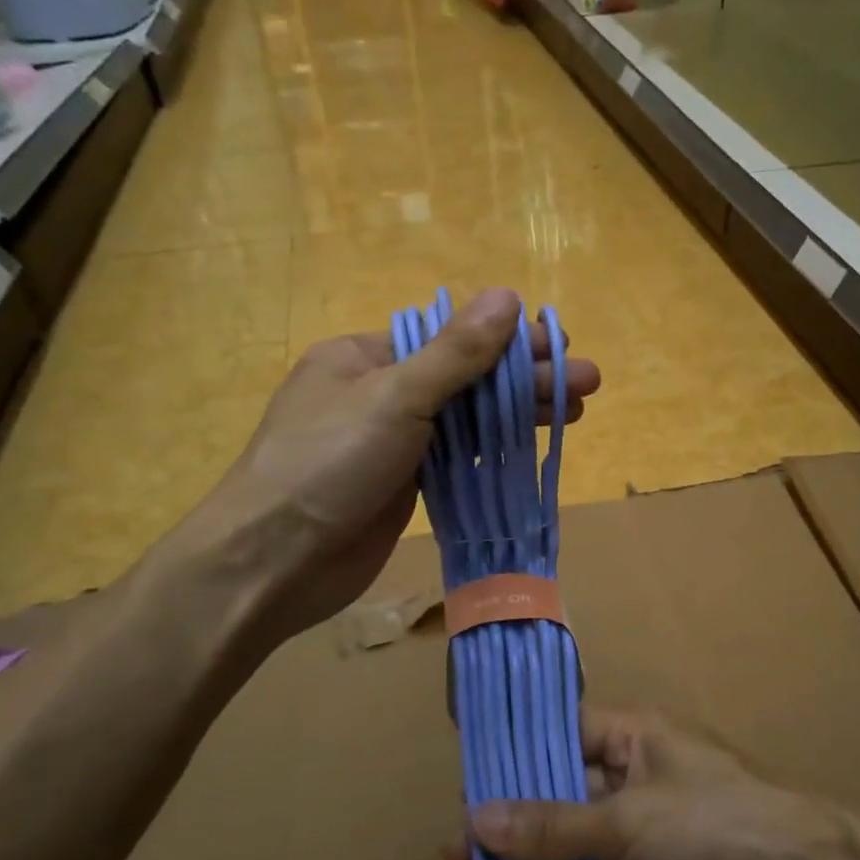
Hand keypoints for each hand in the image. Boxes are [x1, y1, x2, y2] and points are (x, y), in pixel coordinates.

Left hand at [168, 288, 600, 642]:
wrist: (273, 563)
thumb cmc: (326, 465)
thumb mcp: (394, 398)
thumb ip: (454, 353)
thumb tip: (506, 297)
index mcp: (364, 357)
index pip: (448, 337)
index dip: (506, 339)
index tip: (559, 343)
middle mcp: (379, 394)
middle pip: (464, 378)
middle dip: (524, 379)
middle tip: (586, 382)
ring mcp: (391, 444)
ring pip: (465, 421)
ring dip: (516, 415)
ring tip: (576, 411)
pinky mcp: (402, 487)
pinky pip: (456, 459)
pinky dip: (493, 452)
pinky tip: (530, 447)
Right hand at [446, 708, 845, 859]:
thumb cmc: (715, 825)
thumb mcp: (627, 819)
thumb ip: (553, 825)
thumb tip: (475, 820)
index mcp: (632, 736)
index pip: (559, 734)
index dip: (513, 759)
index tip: (464, 788)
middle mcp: (633, 777)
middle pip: (560, 794)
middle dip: (513, 824)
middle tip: (456, 858)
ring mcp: (643, 832)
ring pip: (575, 847)